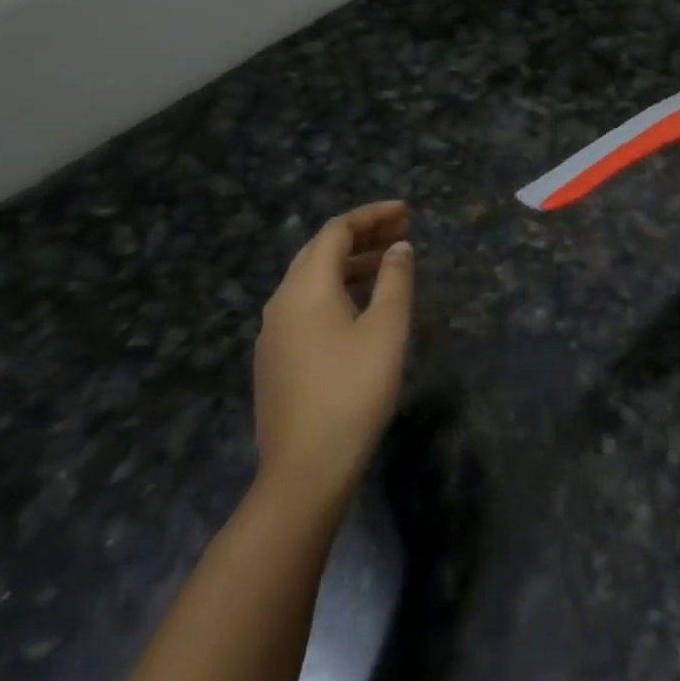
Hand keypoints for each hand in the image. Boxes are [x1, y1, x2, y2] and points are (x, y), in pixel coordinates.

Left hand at [254, 201, 412, 506]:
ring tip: (389, 263)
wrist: (305, 468)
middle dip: (362, 235)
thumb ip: (395, 280)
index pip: (336, 232)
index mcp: (305, 288)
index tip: (406, 212)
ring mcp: (273, 333)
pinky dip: (337, 290)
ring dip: (351, 263)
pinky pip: (307, 305)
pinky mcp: (276, 360)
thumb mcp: (387, 329)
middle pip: (320, 252)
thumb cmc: (353, 390)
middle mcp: (281, 302)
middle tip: (402, 231)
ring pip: (312, 280)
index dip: (371, 216)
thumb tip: (399, 248)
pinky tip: (362, 307)